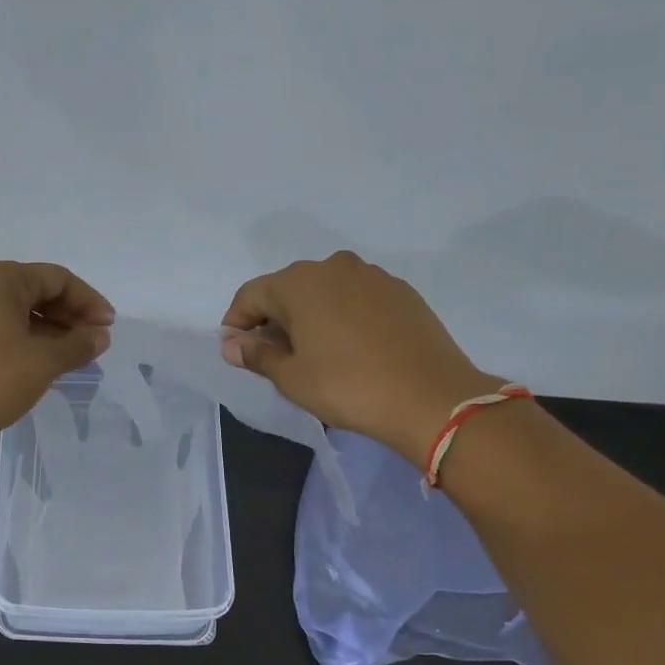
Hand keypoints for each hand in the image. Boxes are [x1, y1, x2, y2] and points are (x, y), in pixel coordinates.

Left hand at [0, 260, 114, 438]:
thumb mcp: (45, 361)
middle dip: (69, 315)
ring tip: (72, 356)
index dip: (89, 302)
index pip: (57, 279)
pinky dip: (25, 338)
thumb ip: (78, 344)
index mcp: (0, 278)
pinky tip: (41, 361)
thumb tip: (100, 336)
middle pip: (36, 290)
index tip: (108, 328)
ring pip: (17, 310)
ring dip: (49, 329)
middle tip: (93, 343)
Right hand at [221, 251, 499, 463]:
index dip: (236, 323)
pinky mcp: (401, 292)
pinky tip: (349, 349)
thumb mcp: (292, 378)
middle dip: (273, 319)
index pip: (251, 295)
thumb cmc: (348, 387)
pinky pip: (355, 298)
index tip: (235, 352)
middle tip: (273, 357)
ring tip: (312, 354)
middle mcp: (334, 266)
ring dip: (309, 317)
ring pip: (324, 292)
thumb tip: (232, 344)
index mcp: (300, 282)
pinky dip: (341, 317)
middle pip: (288, 289)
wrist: (432, 398)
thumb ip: (257, 355)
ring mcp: (372, 276)